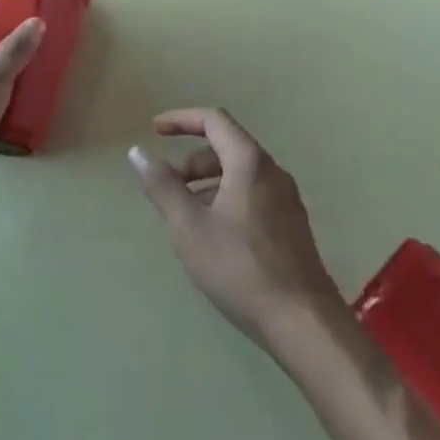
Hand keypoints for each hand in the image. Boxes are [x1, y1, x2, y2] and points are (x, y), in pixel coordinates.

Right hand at [127, 108, 343, 345]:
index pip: (214, 120)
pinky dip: (225, 198)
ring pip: (239, 174)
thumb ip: (162, 187)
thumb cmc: (239, 267)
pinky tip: (212, 235)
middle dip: (191, 161)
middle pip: (226, 147)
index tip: (155, 130)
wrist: (302, 320)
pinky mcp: (291, 223)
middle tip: (166, 189)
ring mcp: (286, 198)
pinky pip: (252, 194)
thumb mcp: (189, 227)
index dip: (181, 119)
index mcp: (249, 162)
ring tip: (184, 216)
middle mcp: (272, 171)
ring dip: (206, 183)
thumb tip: (137, 153)